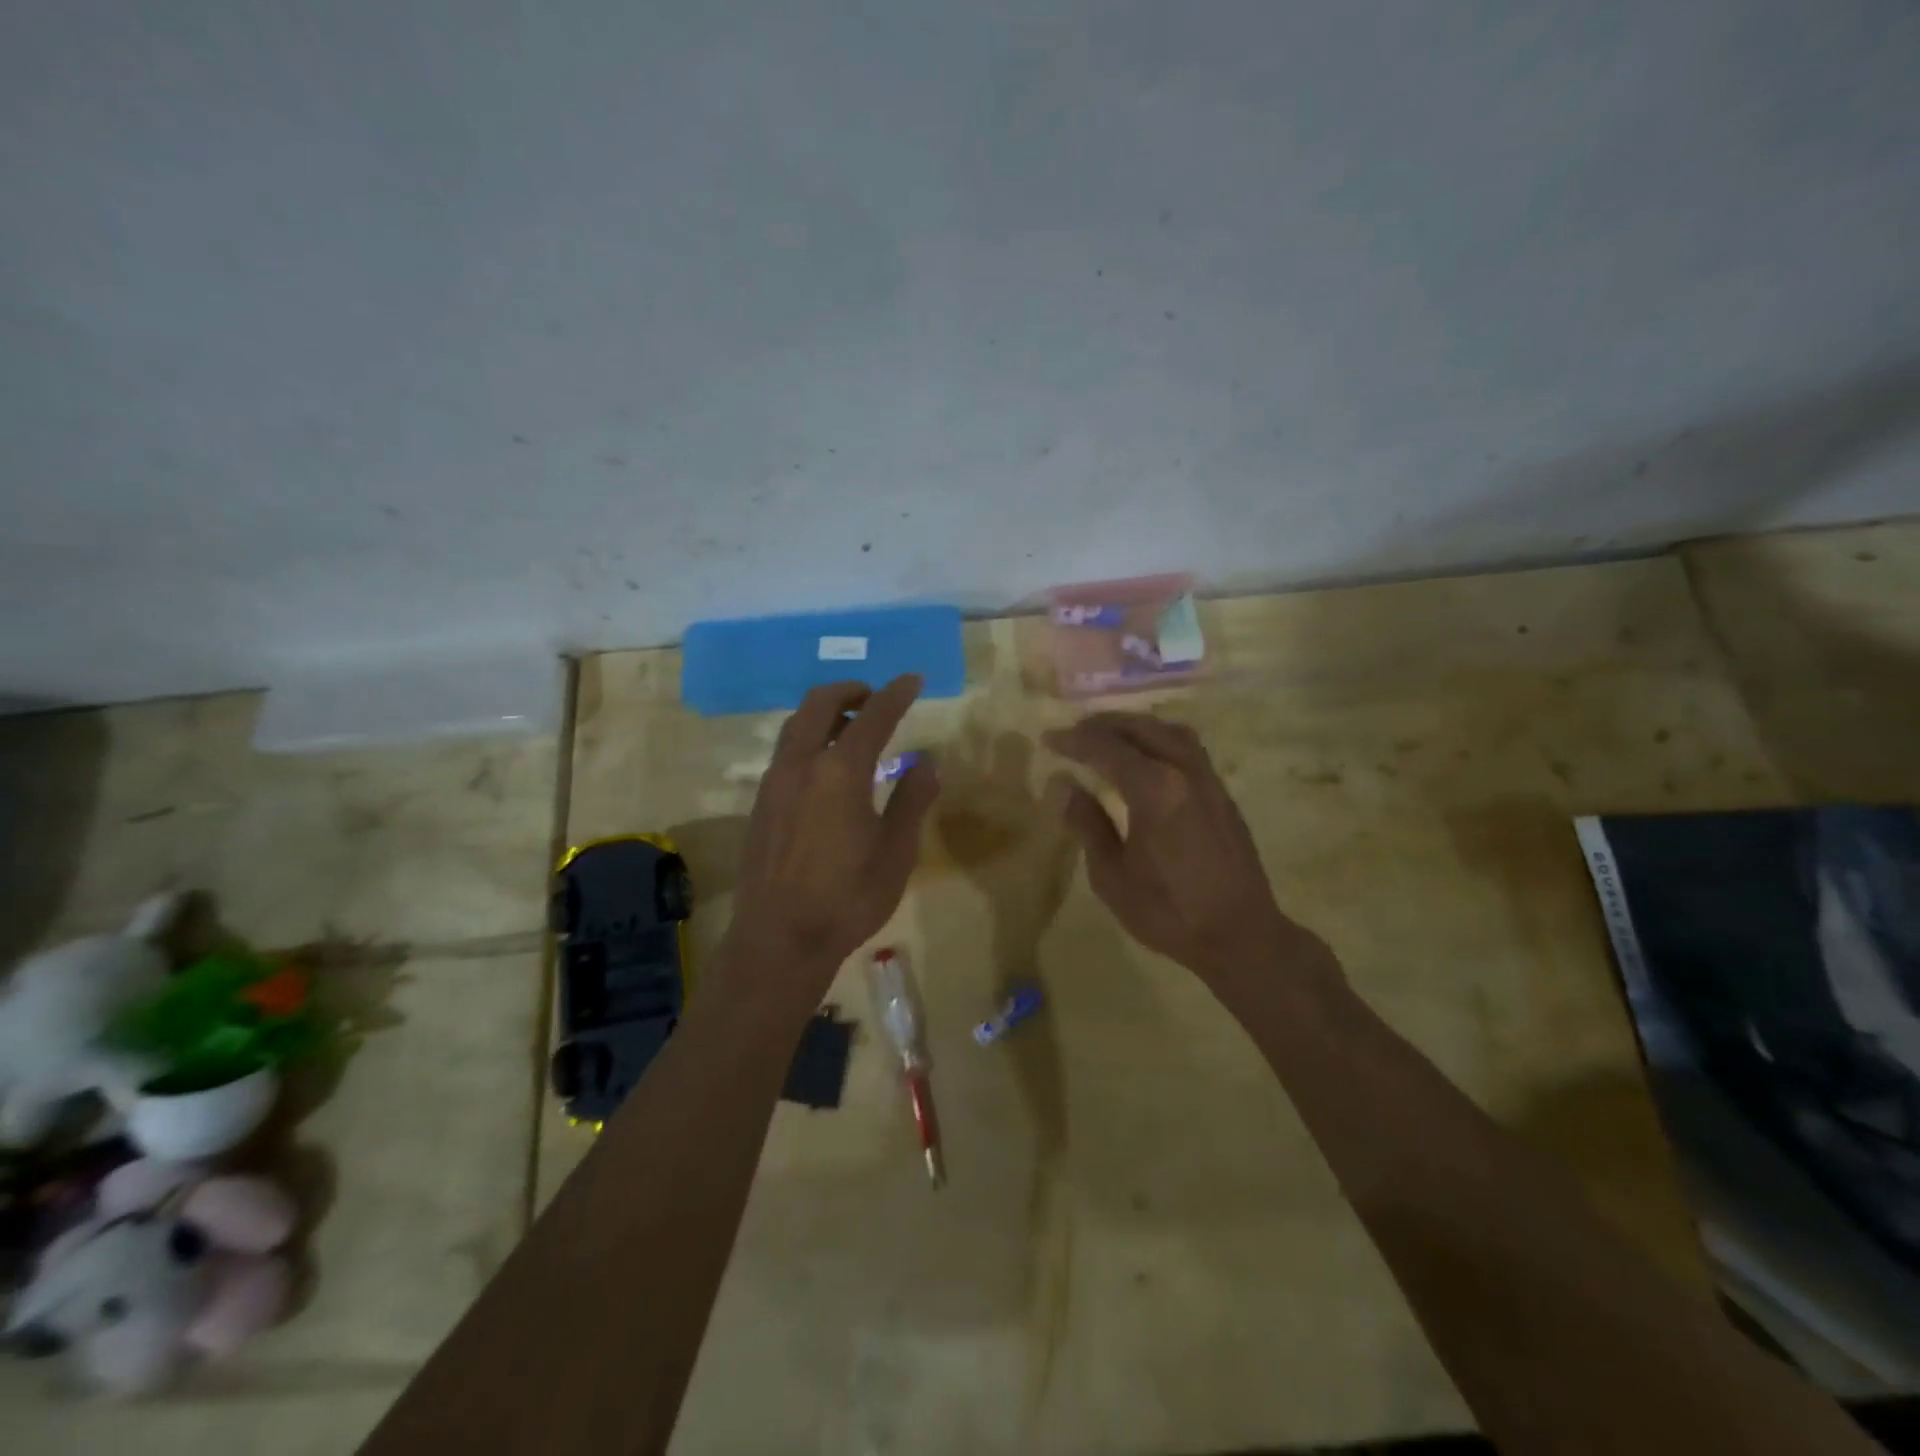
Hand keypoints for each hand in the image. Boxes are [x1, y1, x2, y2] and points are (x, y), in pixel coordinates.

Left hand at [725, 676, 938, 1004]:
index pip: (873, 716)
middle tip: (874, 697)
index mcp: (840, 771)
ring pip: (796, 726)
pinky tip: (825, 770)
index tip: (913, 680)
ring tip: (852, 729)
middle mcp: (801, 765)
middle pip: (819, 704)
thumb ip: (912, 800)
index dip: (896, 694)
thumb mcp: (896, 851)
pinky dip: (809, 740)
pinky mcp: (761, 804)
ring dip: (825, 714)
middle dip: (849, 691)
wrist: (780, 939)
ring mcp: (774, 783)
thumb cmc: (848, 897)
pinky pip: (785, 753)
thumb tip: (927, 764)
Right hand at [1044, 712, 1321, 989]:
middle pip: (1141, 729)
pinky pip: (1188, 748)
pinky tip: (1146, 758)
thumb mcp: (1112, 874)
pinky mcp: (1222, 794)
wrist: (1241, 935)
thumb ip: (1087, 823)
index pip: (1106, 748)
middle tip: (1074, 732)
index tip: (1048, 739)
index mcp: (1154, 788)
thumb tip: (1061, 784)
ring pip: (1170, 732)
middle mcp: (1184, 771)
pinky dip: (1159, 739)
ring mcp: (1209, 780)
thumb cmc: (1168, 911)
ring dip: (1135, 727)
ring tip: (1109, 736)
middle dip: (1104, 725)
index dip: (1074, 740)